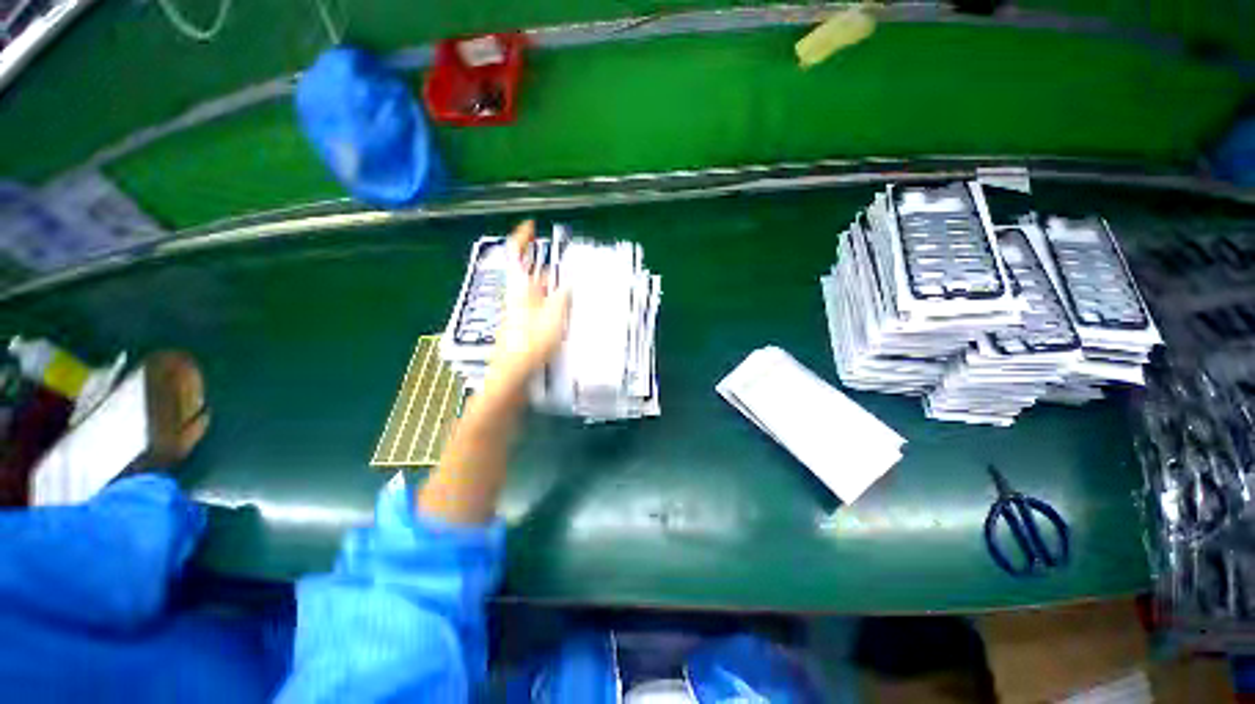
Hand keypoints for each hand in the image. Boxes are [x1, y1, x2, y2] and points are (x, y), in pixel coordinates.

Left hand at [490, 220, 570, 382]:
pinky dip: (553, 307)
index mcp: (520, 289)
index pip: (515, 255)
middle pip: (533, 276)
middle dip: (553, 271)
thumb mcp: (553, 317)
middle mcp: (518, 298)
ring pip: (539, 294)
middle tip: (575, 272)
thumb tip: (570, 281)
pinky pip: (541, 309)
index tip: (532, 226)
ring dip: (556, 291)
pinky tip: (568, 315)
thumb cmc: (531, 343)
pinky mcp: (525, 327)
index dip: (522, 237)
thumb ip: (563, 296)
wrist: (513, 374)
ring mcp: (520, 313)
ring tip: (577, 294)